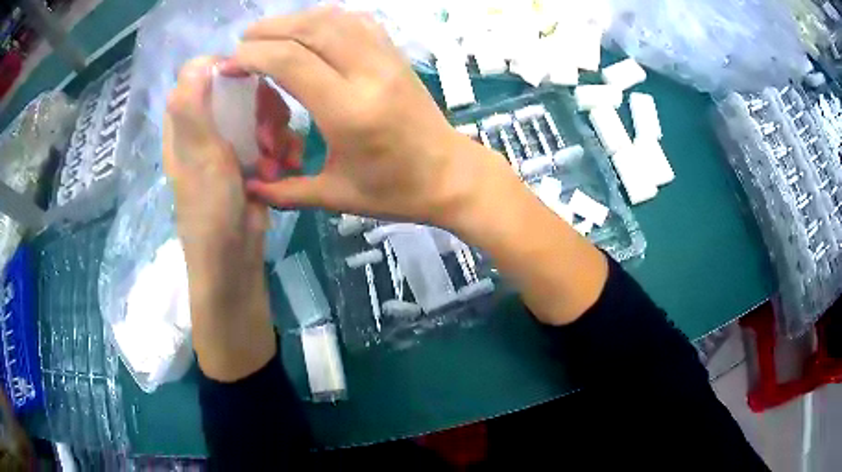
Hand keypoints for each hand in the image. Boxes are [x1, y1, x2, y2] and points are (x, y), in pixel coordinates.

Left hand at [163, 57, 298, 380]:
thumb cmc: (210, 210)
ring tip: (278, 158)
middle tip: (268, 131)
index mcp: (186, 122)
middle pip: (240, 87)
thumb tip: (199, 62)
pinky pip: (275, 134)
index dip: (226, 69)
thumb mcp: (199, 156)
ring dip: (278, 129)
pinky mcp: (253, 157)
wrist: (235, 260)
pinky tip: (287, 166)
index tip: (249, 81)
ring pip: (262, 109)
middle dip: (262, 104)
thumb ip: (193, 109)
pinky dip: (285, 146)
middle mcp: (207, 127)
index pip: (200, 73)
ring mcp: (232, 142)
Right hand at [234, 6, 493, 227]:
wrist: (450, 175)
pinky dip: (329, 18)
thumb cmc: (395, 192)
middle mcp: (367, 73)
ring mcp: (387, 59)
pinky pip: (359, 22)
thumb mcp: (336, 197)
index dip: (253, 55)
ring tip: (269, 33)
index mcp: (348, 110)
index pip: (290, 60)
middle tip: (242, 44)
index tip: (230, 64)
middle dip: (268, 30)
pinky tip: (312, 29)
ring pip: (335, 18)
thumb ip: (286, 191)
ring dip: (296, 19)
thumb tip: (248, 185)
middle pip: (310, 29)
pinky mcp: (397, 56)